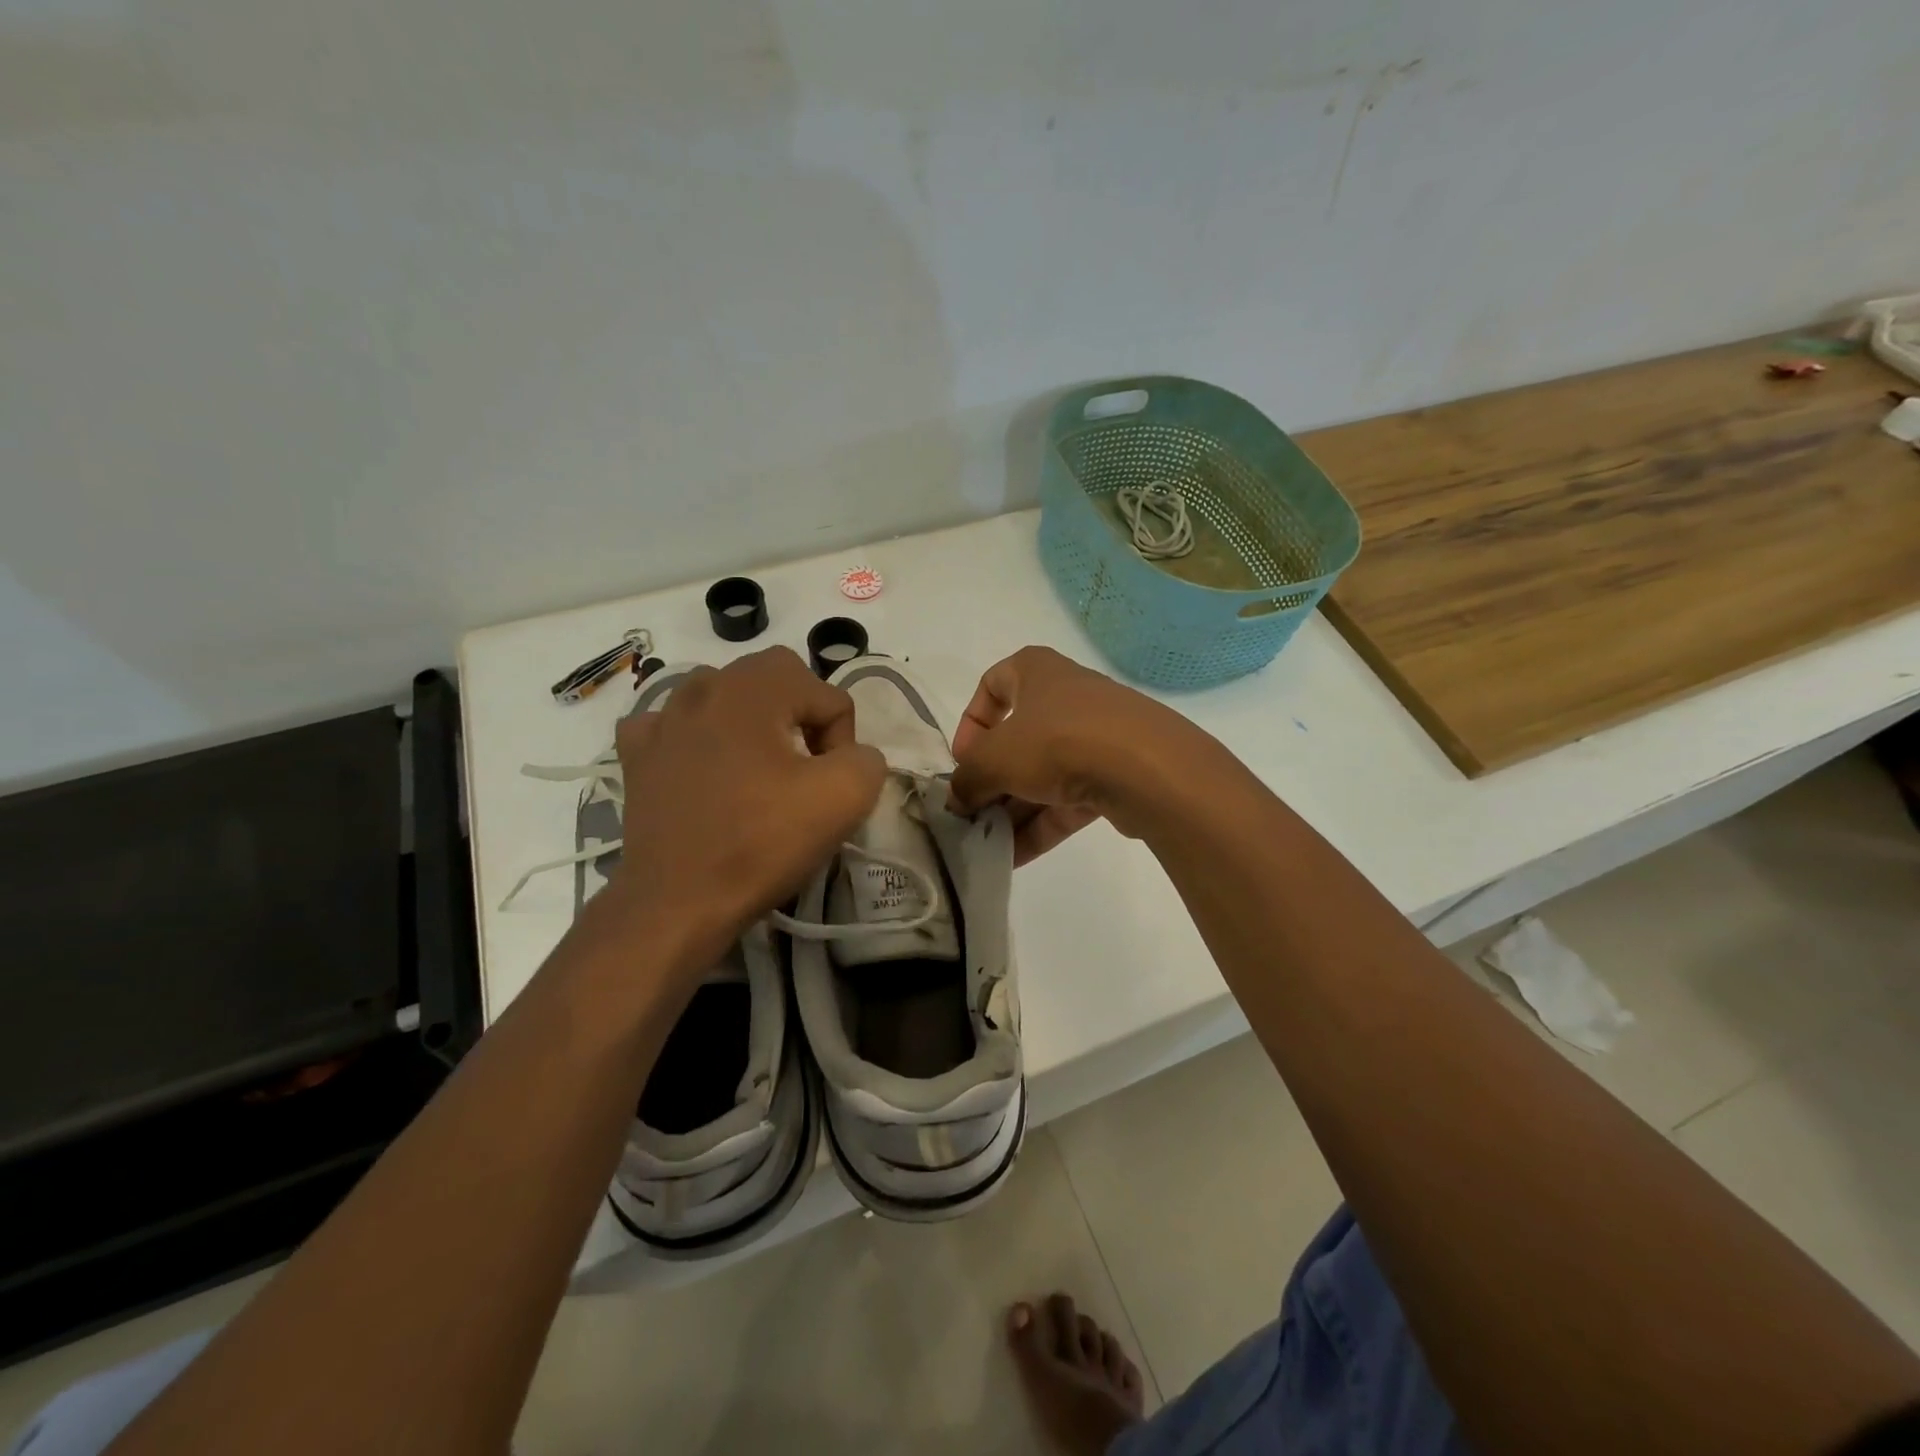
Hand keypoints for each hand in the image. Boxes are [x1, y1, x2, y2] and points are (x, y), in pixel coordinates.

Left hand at [607, 648, 885, 962]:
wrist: (678, 902)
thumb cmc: (762, 843)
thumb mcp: (845, 798)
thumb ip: (868, 758)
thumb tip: (852, 755)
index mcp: (754, 689)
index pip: (828, 696)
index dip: (843, 743)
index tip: (827, 787)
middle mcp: (705, 687)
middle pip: (778, 679)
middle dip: (804, 717)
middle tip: (805, 771)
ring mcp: (663, 719)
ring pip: (726, 694)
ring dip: (752, 720)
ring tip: (758, 769)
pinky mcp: (638, 754)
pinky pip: (674, 723)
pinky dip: (696, 736)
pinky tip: (703, 767)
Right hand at [948, 646, 1197, 864]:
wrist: (1145, 768)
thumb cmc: (1056, 741)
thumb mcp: (994, 758)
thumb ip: (967, 779)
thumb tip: (956, 801)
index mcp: (1036, 671)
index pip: (992, 684)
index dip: (971, 724)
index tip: (964, 760)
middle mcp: (1066, 697)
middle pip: (1017, 740)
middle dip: (991, 781)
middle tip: (971, 815)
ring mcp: (1095, 737)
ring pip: (1042, 774)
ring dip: (1013, 811)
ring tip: (986, 846)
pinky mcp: (1115, 775)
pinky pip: (1066, 800)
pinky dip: (1040, 826)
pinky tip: (1013, 859)